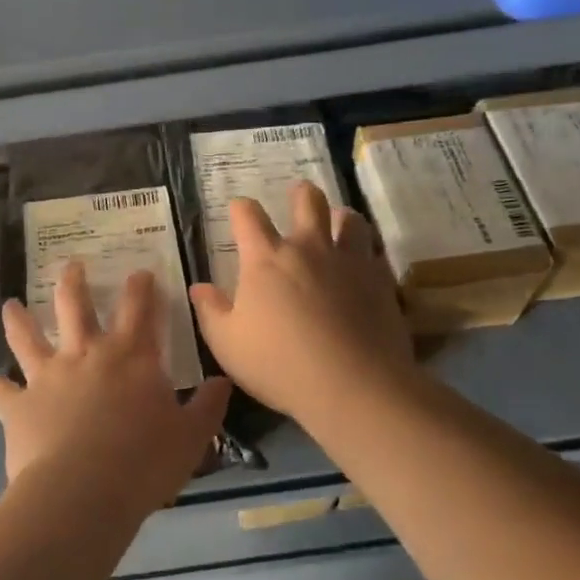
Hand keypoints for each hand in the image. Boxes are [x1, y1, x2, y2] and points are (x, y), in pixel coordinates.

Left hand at [0, 261, 231, 521]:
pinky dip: (0, 387)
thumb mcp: (192, 437)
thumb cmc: (144, 463)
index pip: (139, 309)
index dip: (141, 287)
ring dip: (19, 319)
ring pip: (28, 337)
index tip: (140, 272)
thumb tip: (222, 381)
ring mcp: (48, 377)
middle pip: (76, 305)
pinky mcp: (18, 406)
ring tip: (11, 305)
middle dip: (75, 281)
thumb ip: (207, 406)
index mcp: (131, 357)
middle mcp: (86, 355)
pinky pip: (4, 392)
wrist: (81, 493)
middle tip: (71, 265)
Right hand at [190, 182, 415, 432]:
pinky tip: (363, 264)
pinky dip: (366, 251)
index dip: (241, 208)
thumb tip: (199, 287)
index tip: (239, 210)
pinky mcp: (380, 280)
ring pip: (349, 219)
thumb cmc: (279, 365)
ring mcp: (348, 261)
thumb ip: (211, 311)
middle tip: (298, 196)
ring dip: (340, 217)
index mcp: (266, 259)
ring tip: (337, 223)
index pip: (248, 216)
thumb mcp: (228, 344)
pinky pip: (375, 251)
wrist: (353, 385)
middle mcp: (308, 248)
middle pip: (307, 201)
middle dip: (300, 194)